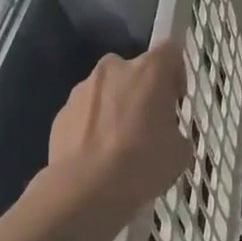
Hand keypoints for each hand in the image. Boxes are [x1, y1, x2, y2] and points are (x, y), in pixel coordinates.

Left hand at [28, 43, 190, 240]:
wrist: (84, 189)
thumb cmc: (141, 163)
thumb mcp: (179, 152)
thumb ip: (176, 132)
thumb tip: (167, 135)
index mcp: (149, 70)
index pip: (170, 51)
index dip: (176, 73)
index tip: (174, 100)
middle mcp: (114, 69)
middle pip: (135, 70)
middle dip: (142, 91)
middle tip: (147, 125)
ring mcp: (83, 88)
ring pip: (107, 90)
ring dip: (115, 108)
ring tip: (118, 146)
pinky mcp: (61, 112)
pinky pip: (86, 112)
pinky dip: (93, 126)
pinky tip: (97, 156)